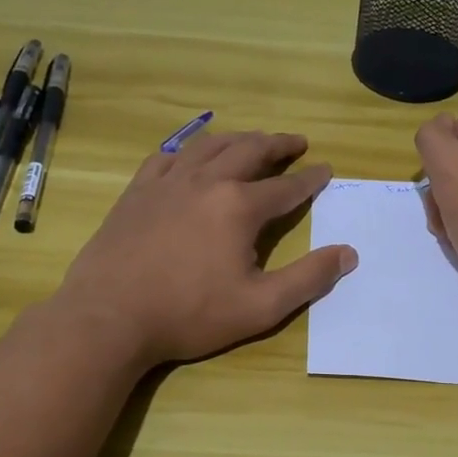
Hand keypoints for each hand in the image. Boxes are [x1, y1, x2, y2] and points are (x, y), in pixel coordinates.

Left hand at [54, 129, 356, 369]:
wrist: (109, 317)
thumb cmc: (189, 314)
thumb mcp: (261, 306)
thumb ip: (308, 279)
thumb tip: (348, 254)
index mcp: (239, 207)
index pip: (286, 187)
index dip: (310, 179)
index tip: (326, 170)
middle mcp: (206, 182)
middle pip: (249, 151)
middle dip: (278, 144)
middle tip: (297, 142)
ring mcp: (167, 183)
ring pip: (209, 146)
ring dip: (237, 139)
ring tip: (253, 139)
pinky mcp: (137, 192)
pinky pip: (166, 157)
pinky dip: (187, 150)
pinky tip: (190, 155)